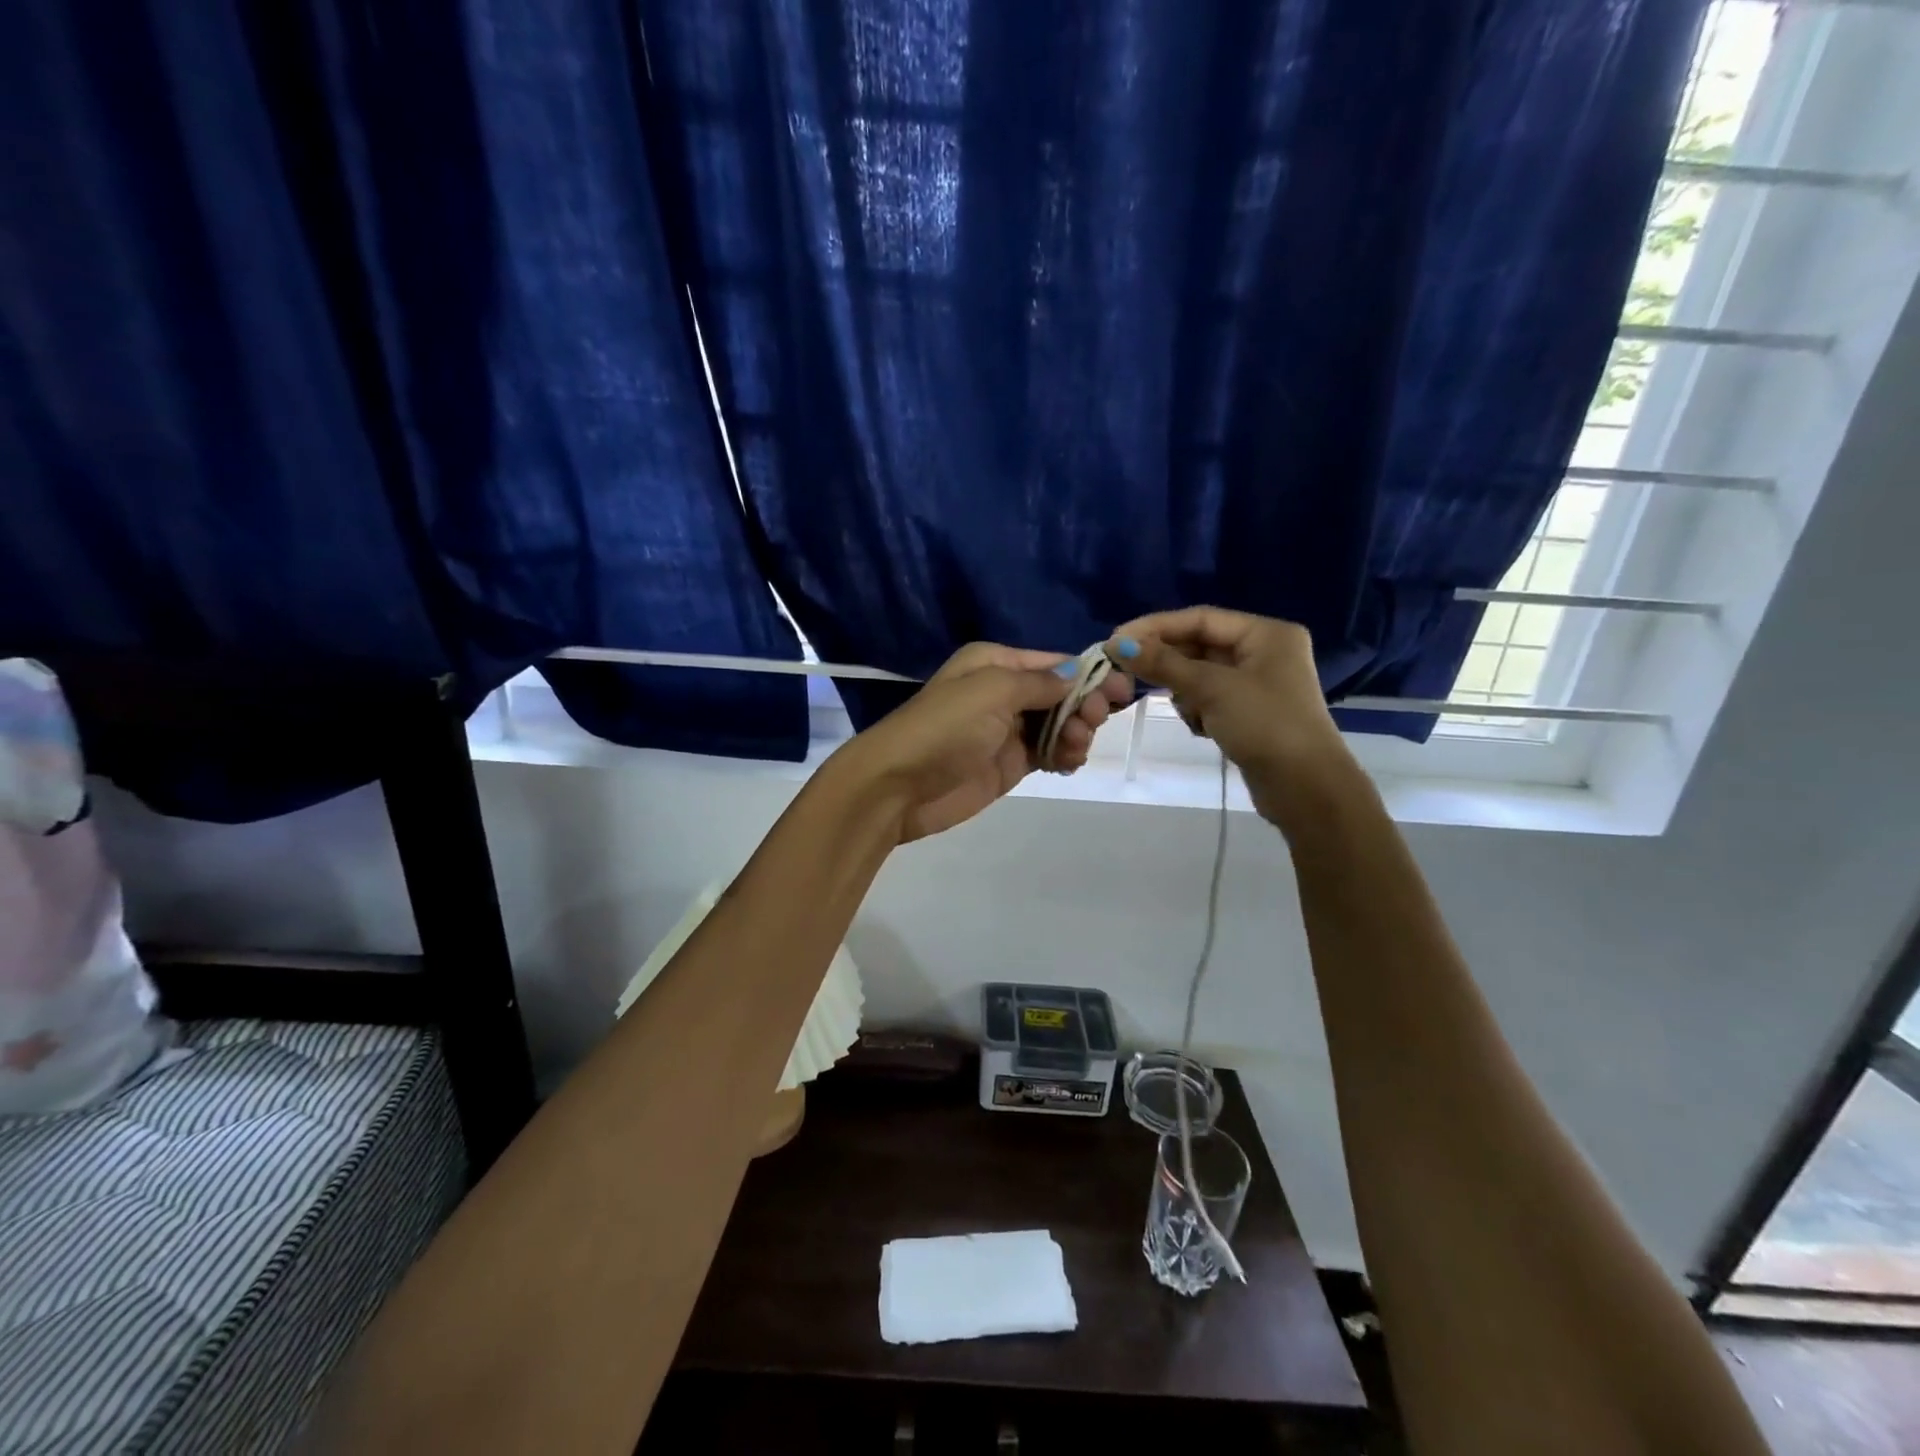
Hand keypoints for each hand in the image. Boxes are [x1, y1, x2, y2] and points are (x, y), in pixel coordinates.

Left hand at [833, 643, 1132, 842]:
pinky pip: (1050, 752)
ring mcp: (1008, 730)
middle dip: (1085, 704)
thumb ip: (1040, 683)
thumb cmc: (945, 727)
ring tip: (1073, 747)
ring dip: (1077, 732)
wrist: (900, 786)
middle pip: (1062, 693)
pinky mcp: (1010, 763)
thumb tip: (1077, 674)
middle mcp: (1004, 692)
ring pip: (1061, 724)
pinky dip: (1065, 755)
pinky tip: (1068, 762)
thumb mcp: (992, 691)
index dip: (1090, 674)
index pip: (1055, 662)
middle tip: (1093, 721)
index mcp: (996, 663)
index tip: (1123, 689)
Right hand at [1108, 607, 1352, 826]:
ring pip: (1201, 674)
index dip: (1156, 627)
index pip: (1201, 618)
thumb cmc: (1264, 725)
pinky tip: (1199, 727)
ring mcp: (1258, 685)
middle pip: (1200, 645)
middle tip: (1126, 670)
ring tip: (1185, 710)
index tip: (1116, 640)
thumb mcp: (1211, 689)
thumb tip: (1118, 644)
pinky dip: (1197, 709)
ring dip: (1184, 690)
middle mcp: (1265, 652)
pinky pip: (1210, 698)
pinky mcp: (1250, 713)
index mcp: (1266, 634)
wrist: (1305, 788)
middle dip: (1168, 661)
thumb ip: (1164, 664)